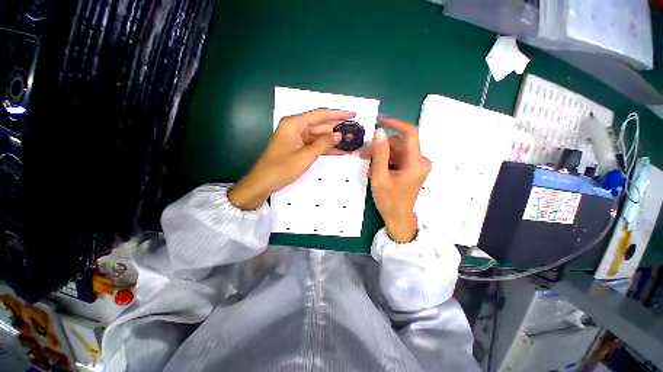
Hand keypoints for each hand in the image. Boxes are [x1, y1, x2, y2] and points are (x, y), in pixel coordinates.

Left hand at [229, 108, 354, 209]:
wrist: (263, 183)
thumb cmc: (282, 168)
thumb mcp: (305, 156)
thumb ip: (323, 143)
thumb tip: (339, 134)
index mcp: (294, 123)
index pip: (320, 114)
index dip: (338, 114)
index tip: (353, 114)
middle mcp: (296, 127)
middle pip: (320, 125)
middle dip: (337, 129)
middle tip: (355, 132)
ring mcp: (297, 138)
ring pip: (319, 136)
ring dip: (333, 140)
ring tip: (350, 142)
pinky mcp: (298, 148)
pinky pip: (314, 145)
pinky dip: (325, 148)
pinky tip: (339, 151)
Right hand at [361, 117, 430, 242]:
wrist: (398, 218)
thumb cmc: (389, 200)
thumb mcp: (380, 176)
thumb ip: (380, 153)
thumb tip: (379, 131)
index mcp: (416, 162)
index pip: (410, 133)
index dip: (395, 123)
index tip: (379, 120)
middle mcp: (420, 161)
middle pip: (400, 144)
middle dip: (381, 146)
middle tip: (363, 153)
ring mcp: (417, 166)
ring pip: (397, 152)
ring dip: (381, 155)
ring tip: (368, 165)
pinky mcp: (412, 170)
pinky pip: (398, 159)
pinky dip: (386, 162)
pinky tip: (375, 170)